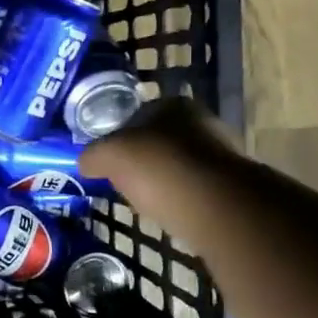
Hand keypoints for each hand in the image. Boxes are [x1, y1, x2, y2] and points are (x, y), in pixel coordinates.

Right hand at [79, 97, 242, 200]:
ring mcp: (221, 154)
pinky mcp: (232, 187)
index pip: (137, 114)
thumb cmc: (158, 168)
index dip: (118, 136)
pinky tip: (167, 213)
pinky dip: (179, 199)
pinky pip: (194, 190)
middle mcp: (202, 122)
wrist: (216, 208)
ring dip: (162, 181)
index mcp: (173, 104)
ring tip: (143, 201)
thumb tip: (85, 162)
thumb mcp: (109, 156)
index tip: (108, 159)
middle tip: (122, 180)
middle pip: (159, 140)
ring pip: (178, 166)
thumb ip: (92, 155)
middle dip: (142, 160)